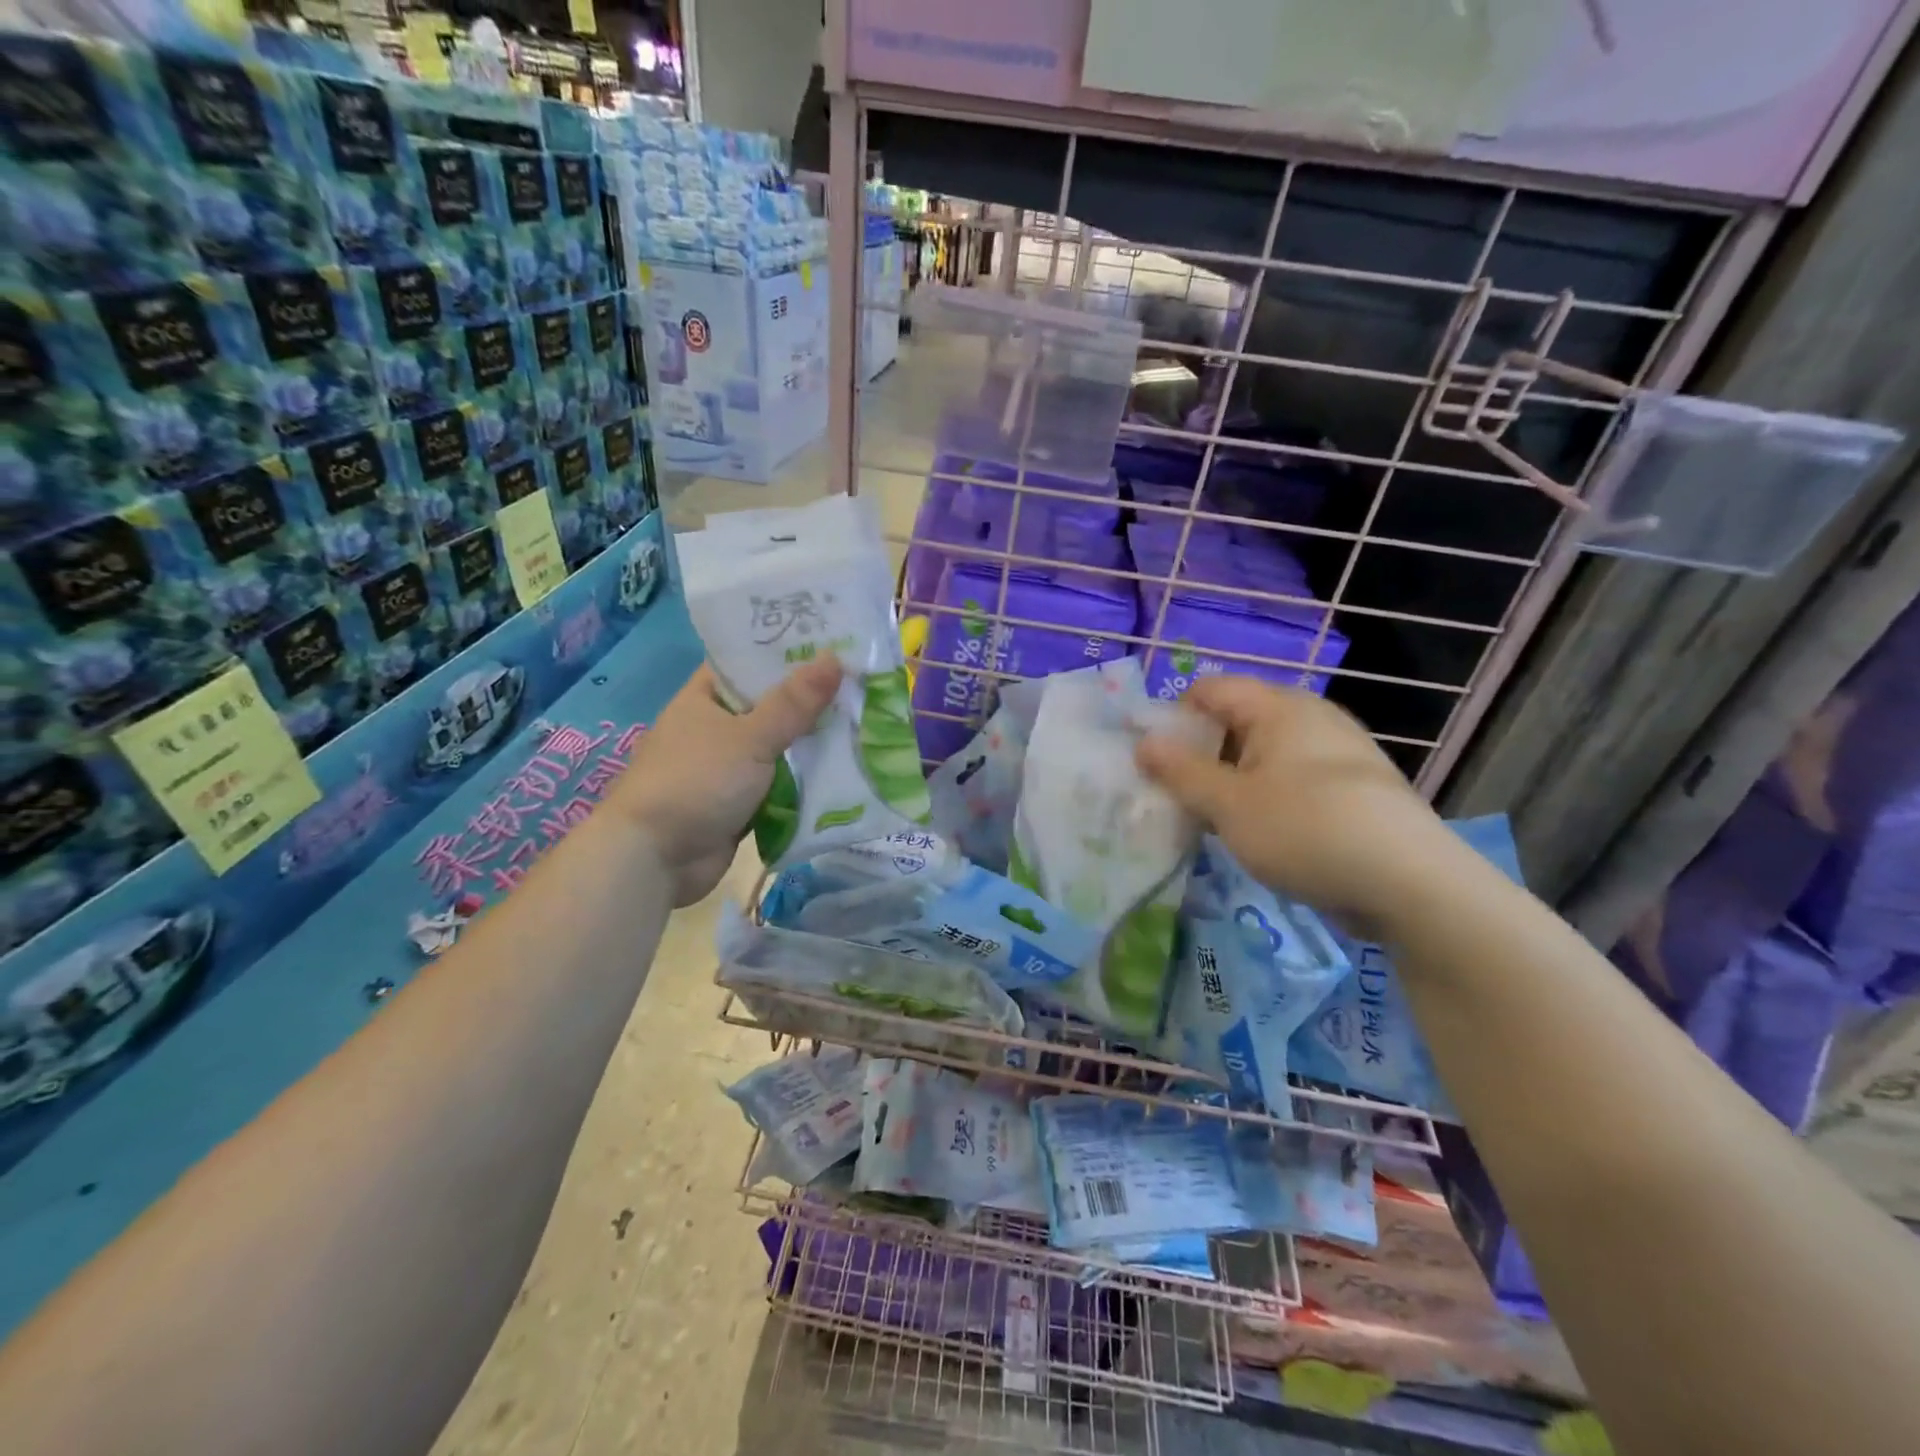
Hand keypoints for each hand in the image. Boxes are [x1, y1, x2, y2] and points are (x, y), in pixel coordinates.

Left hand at [610, 656, 841, 905]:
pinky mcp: (741, 801)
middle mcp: (716, 726)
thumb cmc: (696, 782)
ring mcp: (728, 766)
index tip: (835, 641)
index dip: (789, 650)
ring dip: (814, 742)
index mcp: (706, 697)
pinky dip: (806, 779)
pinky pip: (781, 783)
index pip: (749, 661)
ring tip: (867, 722)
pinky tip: (846, 768)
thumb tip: (836, 658)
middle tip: (864, 684)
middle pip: (772, 704)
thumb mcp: (749, 737)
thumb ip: (794, 702)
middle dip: (813, 700)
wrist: (655, 859)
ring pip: (780, 746)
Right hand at [1135, 676, 1448, 926]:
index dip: (1172, 716)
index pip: (1210, 690)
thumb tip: (1143, 743)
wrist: (1410, 885)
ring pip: (1262, 756)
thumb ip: (1180, 771)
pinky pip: (1290, 781)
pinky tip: (1254, 835)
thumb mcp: (1229, 804)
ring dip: (1228, 782)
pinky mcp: (1351, 790)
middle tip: (1173, 794)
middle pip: (1236, 722)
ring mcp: (1335, 755)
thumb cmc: (1305, 830)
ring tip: (1208, 820)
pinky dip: (1262, 798)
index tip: (1152, 759)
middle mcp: (1310, 719)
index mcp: (1279, 708)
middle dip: (1198, 754)